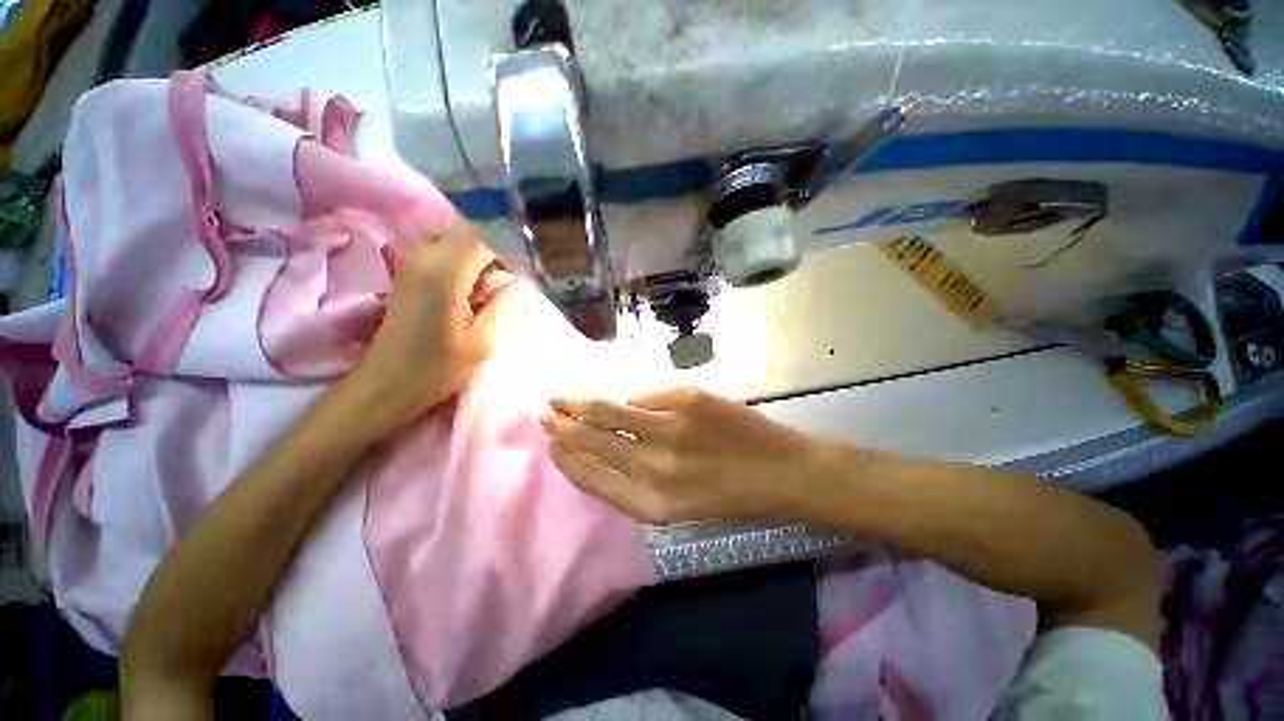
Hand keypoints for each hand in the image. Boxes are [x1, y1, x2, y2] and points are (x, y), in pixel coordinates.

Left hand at [348, 218, 513, 431]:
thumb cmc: (437, 369)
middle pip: (464, 231)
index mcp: (445, 275)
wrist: (386, 384)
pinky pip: (437, 250)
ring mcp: (409, 263)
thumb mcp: (482, 342)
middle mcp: (423, 258)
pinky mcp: (404, 273)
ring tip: (484, 286)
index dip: (505, 253)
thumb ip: (500, 305)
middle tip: (501, 281)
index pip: (482, 239)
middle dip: (490, 250)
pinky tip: (465, 288)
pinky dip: (457, 260)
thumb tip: (513, 282)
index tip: (516, 278)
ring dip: (473, 254)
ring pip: (450, 237)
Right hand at [539, 387, 835, 522]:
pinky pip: (644, 397)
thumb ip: (635, 480)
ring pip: (609, 410)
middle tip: (546, 412)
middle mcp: (654, 467)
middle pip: (593, 440)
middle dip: (563, 425)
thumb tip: (602, 443)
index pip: (591, 476)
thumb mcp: (677, 505)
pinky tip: (626, 401)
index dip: (566, 457)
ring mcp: (671, 428)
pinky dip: (632, 400)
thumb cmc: (729, 494)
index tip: (550, 442)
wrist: (782, 471)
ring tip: (563, 398)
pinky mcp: (687, 399)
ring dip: (580, 403)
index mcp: (651, 504)